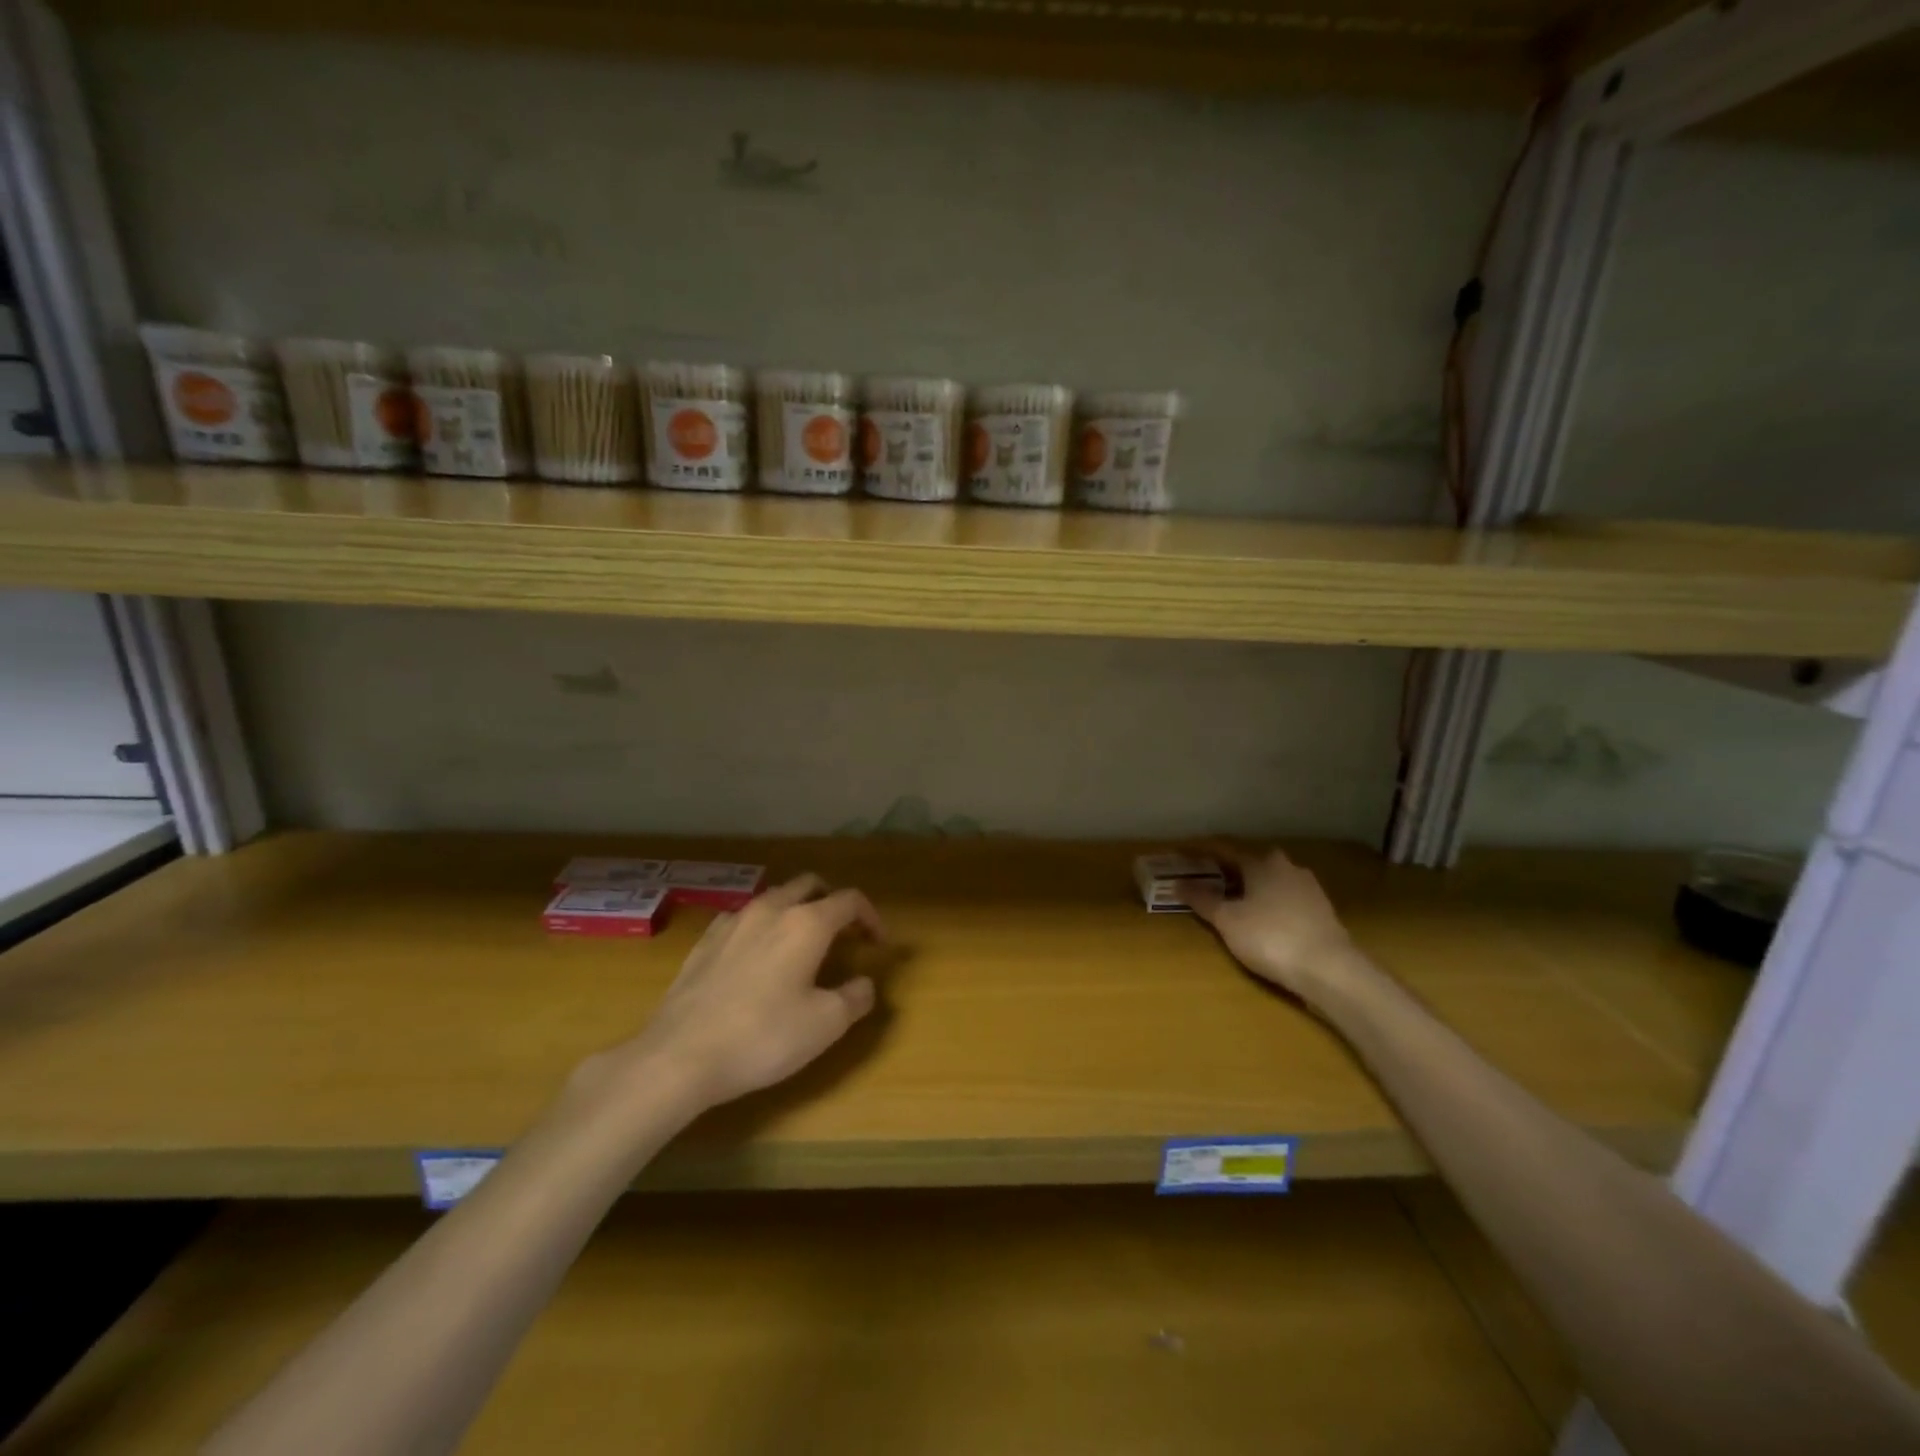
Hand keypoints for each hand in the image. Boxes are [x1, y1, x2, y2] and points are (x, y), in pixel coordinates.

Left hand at [591, 874, 884, 1112]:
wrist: (679, 1056)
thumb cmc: (763, 1037)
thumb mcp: (825, 1026)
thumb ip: (855, 998)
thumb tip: (865, 984)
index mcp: (807, 923)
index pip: (850, 900)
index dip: (871, 917)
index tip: (878, 943)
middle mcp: (771, 910)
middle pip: (810, 884)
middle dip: (832, 901)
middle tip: (842, 933)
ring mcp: (733, 921)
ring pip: (774, 897)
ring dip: (795, 909)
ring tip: (800, 943)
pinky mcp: (704, 940)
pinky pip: (743, 918)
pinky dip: (761, 926)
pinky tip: (756, 956)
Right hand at [1181, 846, 1361, 1005]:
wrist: (1330, 969)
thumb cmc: (1270, 937)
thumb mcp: (1227, 921)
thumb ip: (1202, 900)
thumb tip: (1178, 884)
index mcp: (1261, 863)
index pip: (1225, 852)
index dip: (1202, 854)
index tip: (1184, 856)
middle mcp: (1287, 867)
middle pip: (1250, 864)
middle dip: (1229, 871)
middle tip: (1209, 882)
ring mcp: (1309, 888)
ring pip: (1271, 881)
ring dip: (1252, 888)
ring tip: (1234, 903)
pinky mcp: (1322, 910)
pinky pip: (1287, 899)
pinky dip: (1271, 904)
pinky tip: (1264, 920)